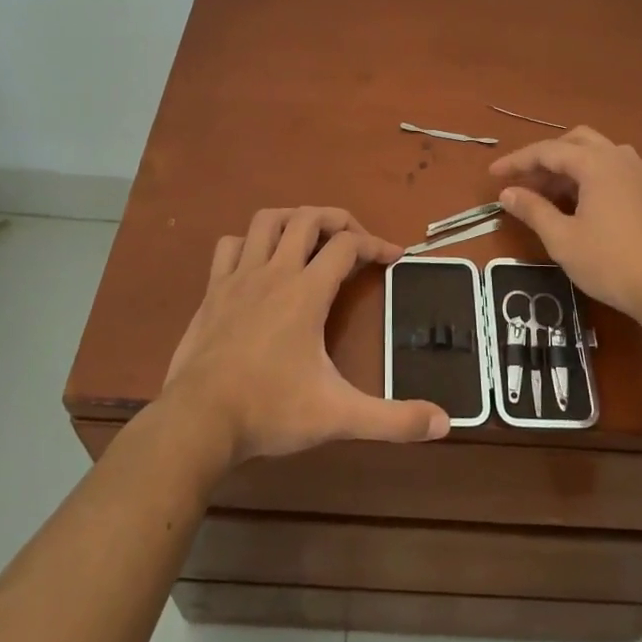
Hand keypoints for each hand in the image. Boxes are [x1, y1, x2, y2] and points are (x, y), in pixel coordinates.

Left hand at [160, 207, 450, 464]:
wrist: (198, 421)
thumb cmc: (270, 410)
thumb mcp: (339, 416)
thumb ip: (393, 419)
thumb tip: (443, 422)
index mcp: (306, 292)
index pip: (347, 246)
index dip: (376, 245)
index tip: (395, 256)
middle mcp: (274, 273)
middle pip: (308, 218)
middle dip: (338, 220)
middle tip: (356, 240)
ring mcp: (238, 278)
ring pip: (266, 220)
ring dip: (293, 220)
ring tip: (310, 238)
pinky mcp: (212, 292)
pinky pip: (230, 246)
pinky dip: (249, 243)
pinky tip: (259, 262)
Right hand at [490, 127, 641, 319]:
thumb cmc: (609, 261)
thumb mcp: (561, 238)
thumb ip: (533, 209)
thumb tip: (506, 193)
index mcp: (595, 163)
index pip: (547, 151)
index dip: (517, 162)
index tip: (493, 175)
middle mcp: (617, 157)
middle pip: (573, 141)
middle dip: (544, 158)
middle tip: (523, 182)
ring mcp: (637, 172)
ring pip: (594, 152)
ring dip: (566, 166)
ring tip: (546, 194)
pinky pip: (609, 167)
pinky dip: (587, 175)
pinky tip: (576, 202)